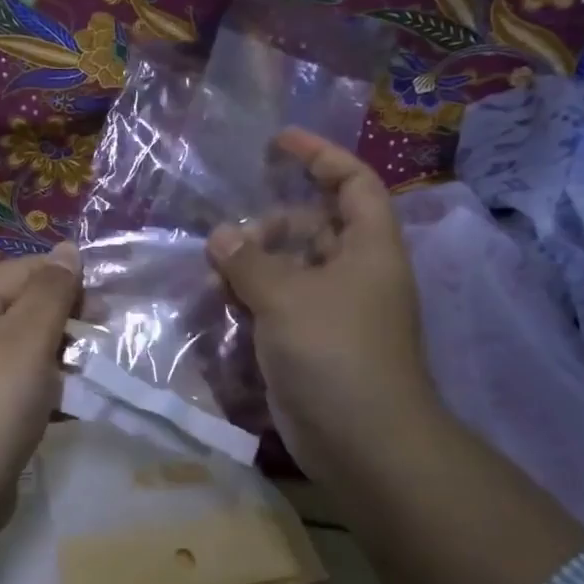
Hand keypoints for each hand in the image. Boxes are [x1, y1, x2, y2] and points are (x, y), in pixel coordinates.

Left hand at [0, 242, 81, 490]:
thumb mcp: (27, 338)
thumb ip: (52, 291)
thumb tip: (68, 248)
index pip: (21, 271)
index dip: (64, 278)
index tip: (105, 303)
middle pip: (23, 309)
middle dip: (66, 319)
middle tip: (105, 336)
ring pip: (27, 350)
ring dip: (62, 356)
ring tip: (95, 371)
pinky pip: (22, 386)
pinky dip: (49, 389)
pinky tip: (74, 402)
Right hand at [206, 128, 436, 477]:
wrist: (364, 441)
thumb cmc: (334, 352)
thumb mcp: (286, 296)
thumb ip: (249, 261)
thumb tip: (221, 236)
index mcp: (368, 247)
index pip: (352, 181)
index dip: (319, 154)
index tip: (278, 142)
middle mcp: (357, 272)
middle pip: (314, 226)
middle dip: (270, 225)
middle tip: (227, 237)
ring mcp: (337, 309)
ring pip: (293, 268)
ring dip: (255, 265)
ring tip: (214, 272)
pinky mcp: (316, 342)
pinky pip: (282, 304)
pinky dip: (255, 298)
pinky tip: (223, 303)